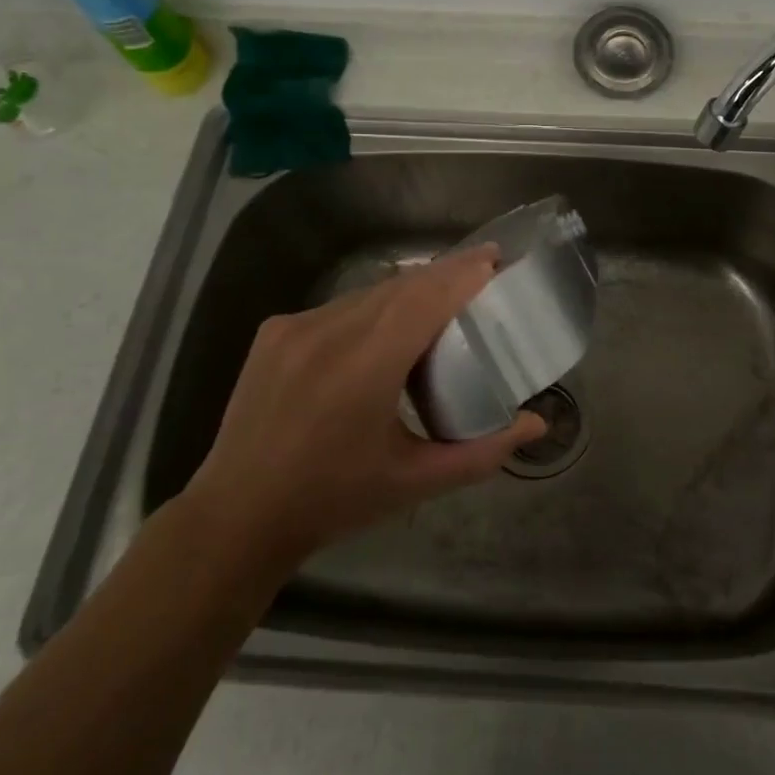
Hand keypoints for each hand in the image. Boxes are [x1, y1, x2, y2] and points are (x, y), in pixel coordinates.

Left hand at [183, 244, 544, 590]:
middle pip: (400, 286)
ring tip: (440, 302)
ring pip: (369, 293)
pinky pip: (339, 307)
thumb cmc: (334, 500)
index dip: (462, 273)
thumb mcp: (416, 481)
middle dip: (444, 275)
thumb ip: (484, 452)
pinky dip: (373, 308)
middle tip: (482, 274)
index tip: (495, 258)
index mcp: (364, 367)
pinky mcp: (274, 332)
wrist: (236, 516)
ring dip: (409, 291)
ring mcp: (295, 328)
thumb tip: (537, 425)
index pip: (424, 299)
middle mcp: (328, 333)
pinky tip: (385, 330)